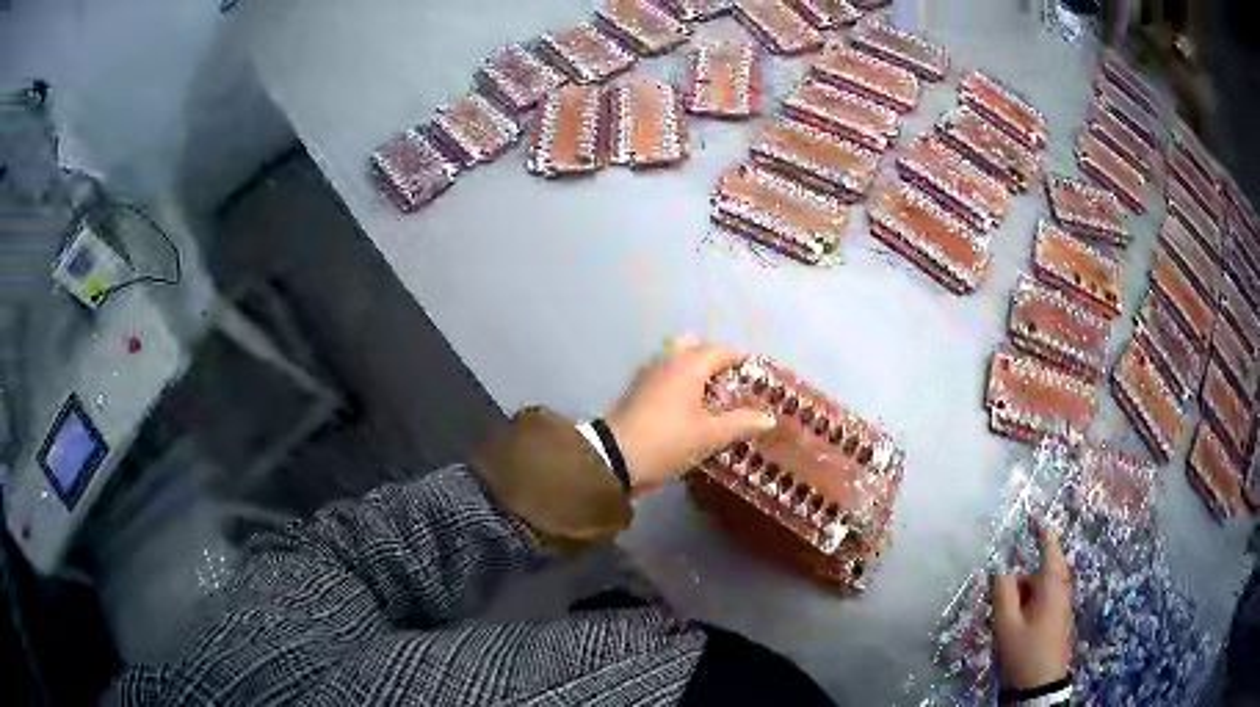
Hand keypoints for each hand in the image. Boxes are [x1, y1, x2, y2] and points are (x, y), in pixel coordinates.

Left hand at [604, 335, 775, 492]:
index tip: (757, 379)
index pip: (722, 351)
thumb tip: (768, 417)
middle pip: (694, 347)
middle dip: (713, 361)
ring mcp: (647, 374)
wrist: (613, 458)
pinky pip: (664, 376)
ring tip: (712, 399)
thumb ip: (741, 423)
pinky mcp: (636, 391)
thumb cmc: (667, 441)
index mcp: (688, 364)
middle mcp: (667, 360)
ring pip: (676, 360)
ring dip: (694, 372)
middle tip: (730, 386)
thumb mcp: (709, 436)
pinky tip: (688, 408)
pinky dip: (678, 383)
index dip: (742, 362)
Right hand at [991, 525, 1073, 690]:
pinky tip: (1015, 630)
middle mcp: (1061, 588)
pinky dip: (1026, 607)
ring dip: (1020, 598)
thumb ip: (1002, 592)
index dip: (1040, 528)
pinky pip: (1040, 602)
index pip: (1048, 546)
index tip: (1033, 511)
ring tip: (1005, 625)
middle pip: (1037, 571)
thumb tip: (999, 568)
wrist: (1040, 686)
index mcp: (1051, 583)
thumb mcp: (1006, 624)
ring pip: (1037, 589)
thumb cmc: (1024, 652)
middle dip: (1017, 583)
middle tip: (999, 608)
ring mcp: (1061, 604)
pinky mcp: (1058, 618)